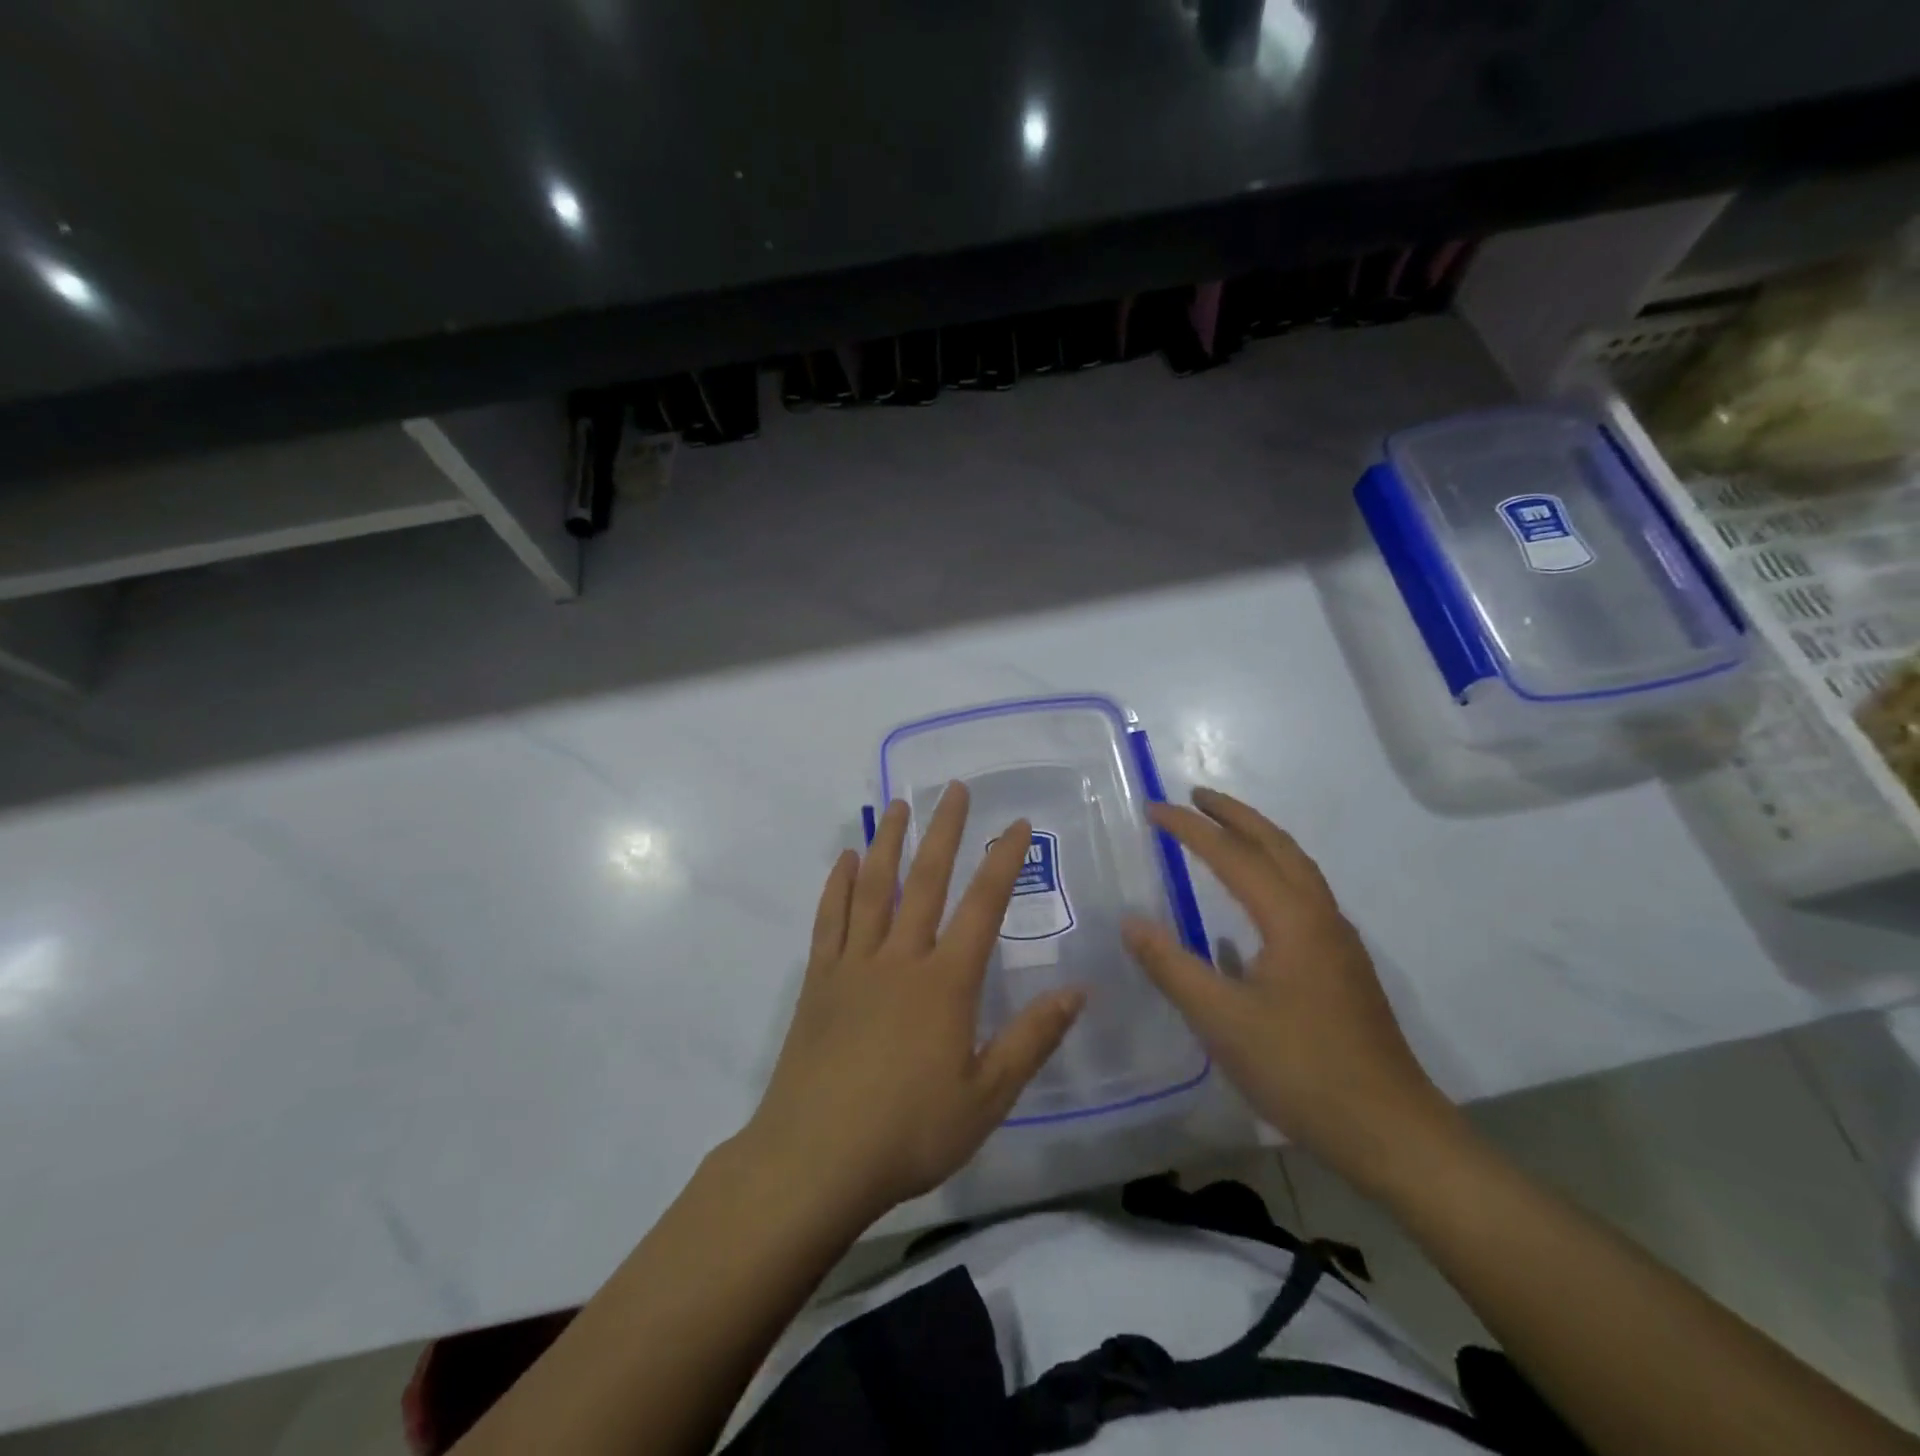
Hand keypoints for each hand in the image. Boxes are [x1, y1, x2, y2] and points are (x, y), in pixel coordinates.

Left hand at [742, 783, 1083, 1220]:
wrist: (815, 1160)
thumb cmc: (908, 1132)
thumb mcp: (986, 1098)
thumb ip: (1031, 1040)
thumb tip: (1077, 991)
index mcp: (945, 983)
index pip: (982, 906)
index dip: (1002, 861)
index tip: (1017, 824)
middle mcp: (900, 959)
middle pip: (925, 881)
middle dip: (943, 831)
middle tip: (953, 789)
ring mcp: (854, 965)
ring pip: (874, 889)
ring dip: (888, 843)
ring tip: (897, 805)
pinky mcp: (819, 981)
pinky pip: (829, 920)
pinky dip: (838, 886)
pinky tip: (845, 861)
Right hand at [1122, 787, 1457, 1197]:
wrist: (1390, 1131)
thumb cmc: (1300, 1069)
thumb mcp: (1221, 1019)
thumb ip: (1171, 966)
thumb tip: (1130, 921)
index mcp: (1292, 919)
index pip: (1232, 855)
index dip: (1190, 829)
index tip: (1153, 808)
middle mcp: (1320, 916)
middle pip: (1278, 845)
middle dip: (1235, 815)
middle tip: (1195, 796)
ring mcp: (1337, 942)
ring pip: (1297, 869)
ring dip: (1259, 840)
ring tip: (1223, 832)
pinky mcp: (1342, 967)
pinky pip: (1302, 897)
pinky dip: (1273, 874)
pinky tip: (1251, 904)